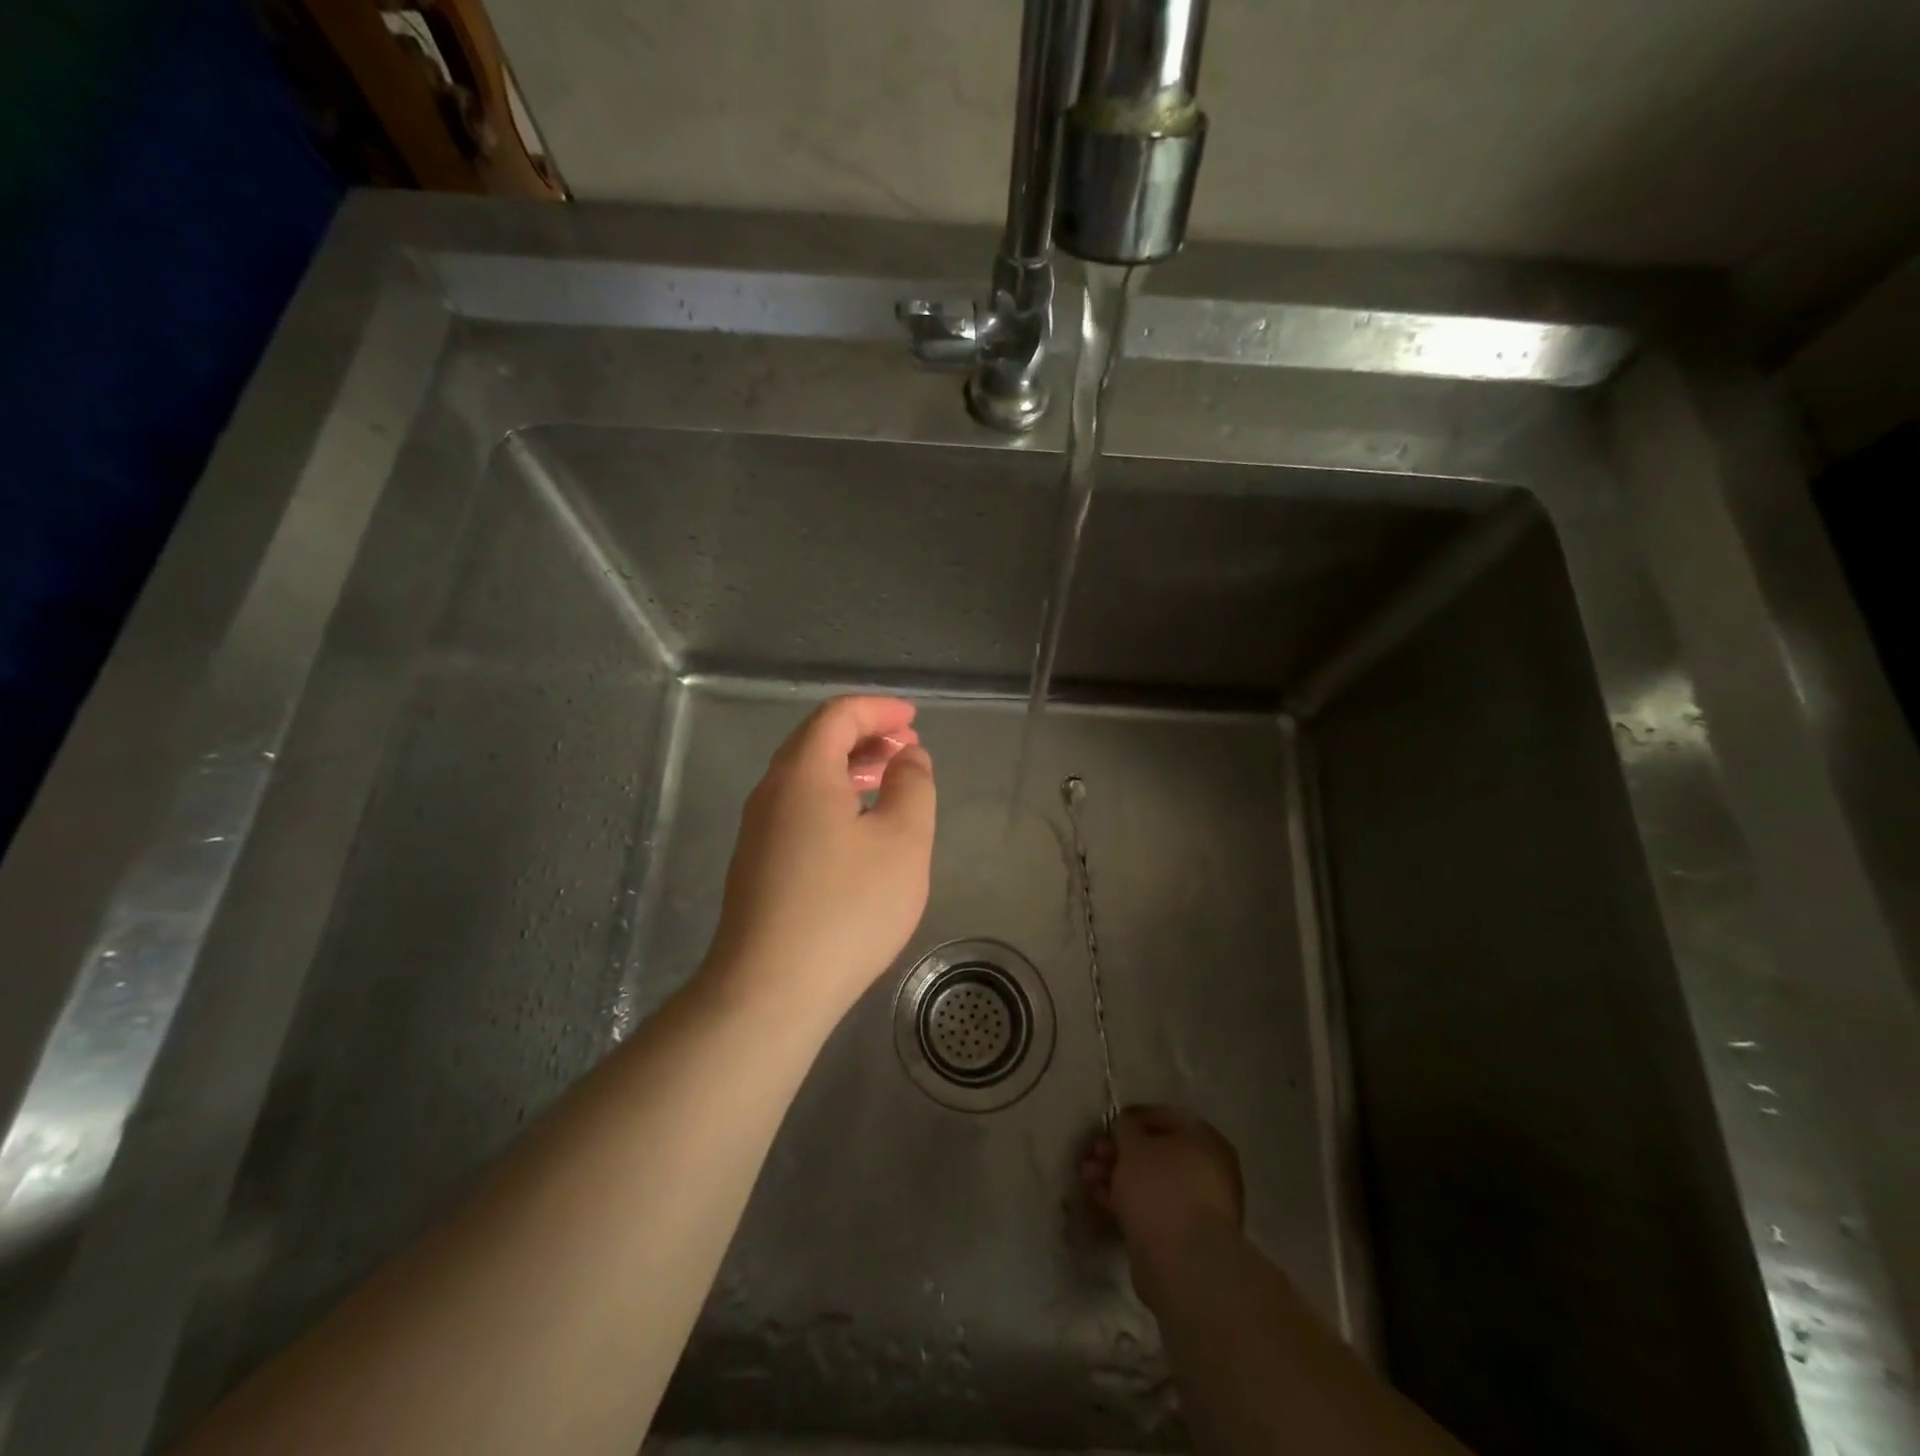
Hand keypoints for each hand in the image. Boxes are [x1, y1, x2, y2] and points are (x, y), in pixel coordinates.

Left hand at [703, 696, 936, 1024]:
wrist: (770, 990)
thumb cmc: (847, 908)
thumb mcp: (903, 842)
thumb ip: (913, 787)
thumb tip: (908, 758)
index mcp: (803, 773)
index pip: (838, 715)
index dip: (879, 709)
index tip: (913, 719)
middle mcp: (771, 792)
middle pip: (816, 741)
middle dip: (865, 735)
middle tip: (906, 748)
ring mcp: (758, 830)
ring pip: (805, 777)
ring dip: (848, 768)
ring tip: (888, 781)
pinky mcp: (757, 865)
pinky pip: (798, 808)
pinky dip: (833, 798)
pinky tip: (859, 829)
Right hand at [1082, 1106, 1244, 1307]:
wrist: (1183, 1264)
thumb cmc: (1161, 1189)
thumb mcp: (1135, 1145)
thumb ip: (1126, 1128)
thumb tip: (1126, 1127)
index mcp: (1205, 1140)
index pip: (1166, 1117)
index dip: (1133, 1119)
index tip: (1108, 1126)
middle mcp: (1208, 1170)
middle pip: (1156, 1153)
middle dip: (1120, 1152)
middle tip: (1093, 1154)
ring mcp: (1197, 1206)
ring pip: (1151, 1182)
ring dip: (1118, 1176)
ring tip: (1087, 1178)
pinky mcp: (1183, 1237)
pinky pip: (1152, 1208)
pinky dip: (1127, 1201)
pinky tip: (1100, 1199)